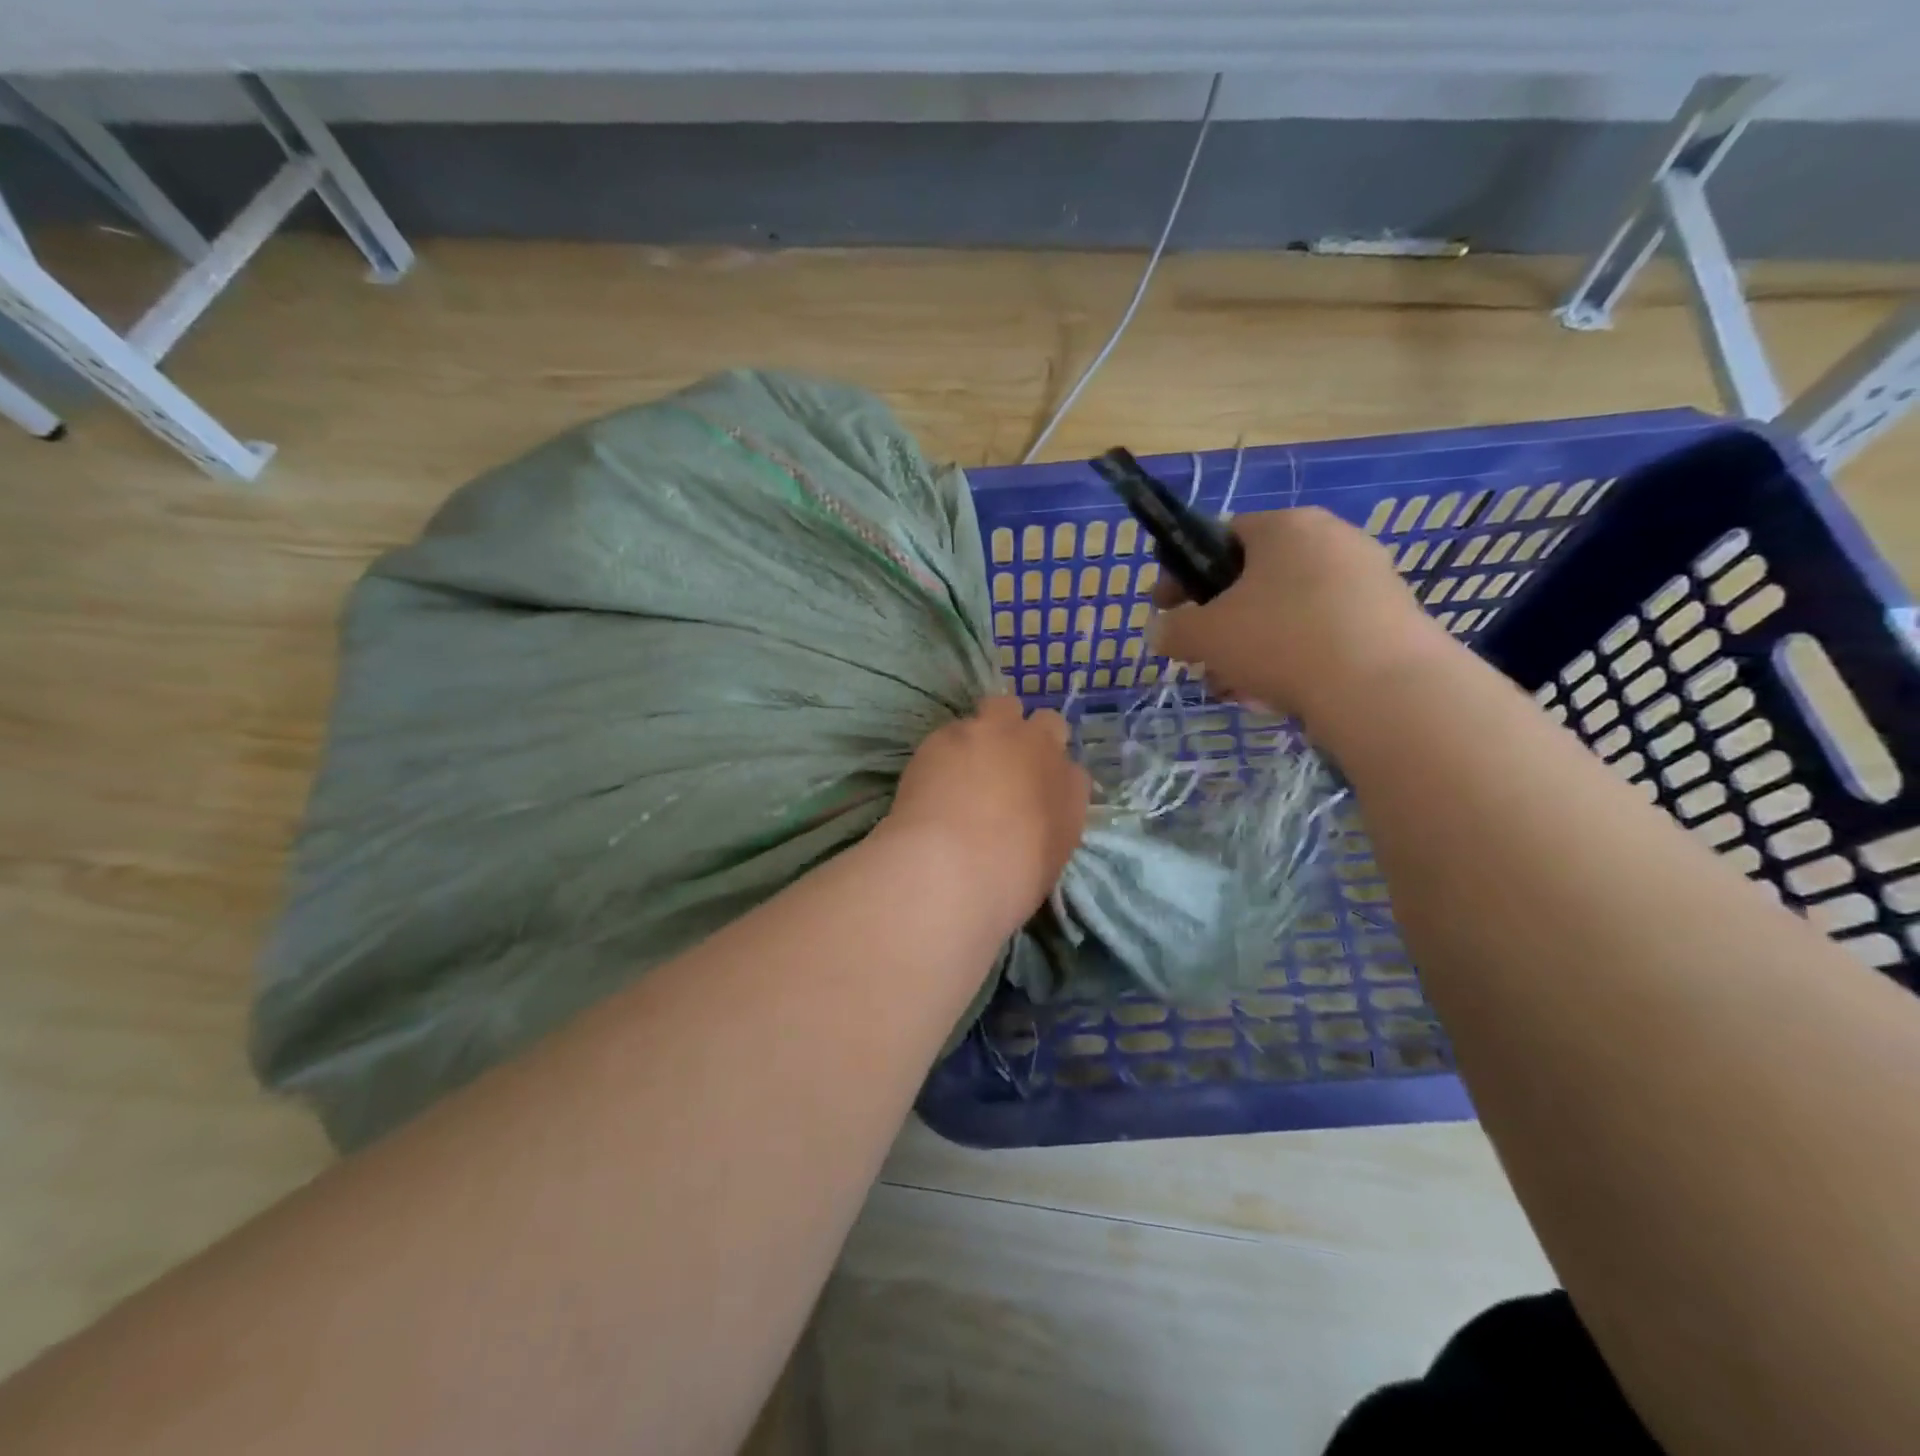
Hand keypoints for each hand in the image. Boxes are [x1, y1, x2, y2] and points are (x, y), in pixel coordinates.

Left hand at [881, 696, 1090, 934]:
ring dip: (992, 726)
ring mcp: (994, 733)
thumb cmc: (1009, 880)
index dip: (1051, 777)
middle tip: (1008, 764)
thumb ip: (1050, 823)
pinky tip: (934, 774)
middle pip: (1046, 723)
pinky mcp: (949, 732)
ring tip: (969, 758)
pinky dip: (950, 747)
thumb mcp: (1048, 858)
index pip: (1072, 769)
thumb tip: (1036, 813)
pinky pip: (955, 728)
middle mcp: (1039, 748)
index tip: (1035, 794)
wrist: (955, 865)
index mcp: (1071, 786)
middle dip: (1030, 736)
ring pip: (1001, 706)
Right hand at [1149, 507, 1449, 726]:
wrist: (1382, 688)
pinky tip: (1277, 697)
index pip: (1221, 537)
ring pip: (1286, 614)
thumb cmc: (1280, 640)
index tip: (1166, 610)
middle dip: (1220, 624)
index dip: (1184, 575)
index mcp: (1285, 526)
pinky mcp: (1389, 620)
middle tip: (1201, 658)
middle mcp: (1331, 539)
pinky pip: (1322, 634)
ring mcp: (1367, 579)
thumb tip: (1160, 631)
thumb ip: (1172, 629)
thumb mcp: (1205, 635)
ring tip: (1235, 689)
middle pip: (1254, 581)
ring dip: (1251, 650)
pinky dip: (1293, 660)